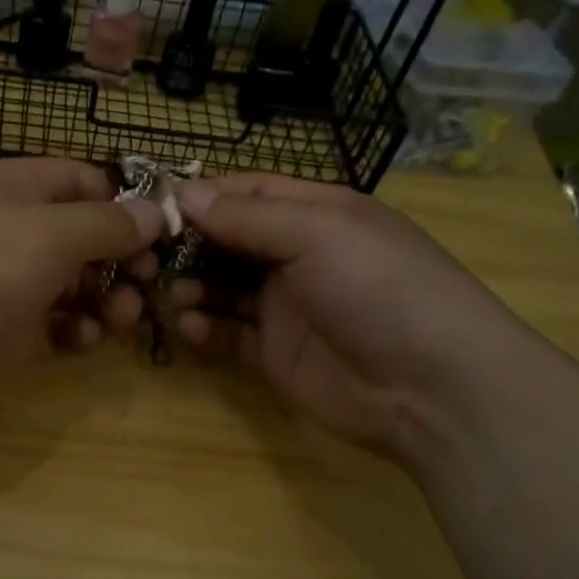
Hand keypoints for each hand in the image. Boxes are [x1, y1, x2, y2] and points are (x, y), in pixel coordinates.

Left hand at [0, 157, 161, 431]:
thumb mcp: (46, 236)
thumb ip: (106, 224)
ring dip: (108, 301)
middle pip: (89, 237)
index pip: (89, 182)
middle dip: (124, 261)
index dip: (130, 205)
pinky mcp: (7, 332)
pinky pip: (59, 325)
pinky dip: (77, 332)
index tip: (167, 236)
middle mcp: (17, 231)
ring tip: (119, 320)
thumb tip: (154, 213)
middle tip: (146, 288)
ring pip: (79, 285)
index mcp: (20, 189)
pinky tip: (78, 342)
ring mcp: (11, 284)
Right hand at [169, 174, 545, 462]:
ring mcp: (286, 306)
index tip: (152, 207)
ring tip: (173, 296)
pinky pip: (230, 334)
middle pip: (228, 240)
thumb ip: (247, 217)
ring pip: (222, 287)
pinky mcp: (275, 352)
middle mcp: (297, 254)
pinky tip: (194, 329)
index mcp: (315, 213)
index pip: (246, 193)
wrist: (429, 387)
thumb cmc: (379, 288)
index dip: (201, 196)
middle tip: (148, 257)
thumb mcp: (317, 234)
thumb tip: (184, 192)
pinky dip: (207, 329)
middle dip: (189, 245)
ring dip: (193, 287)